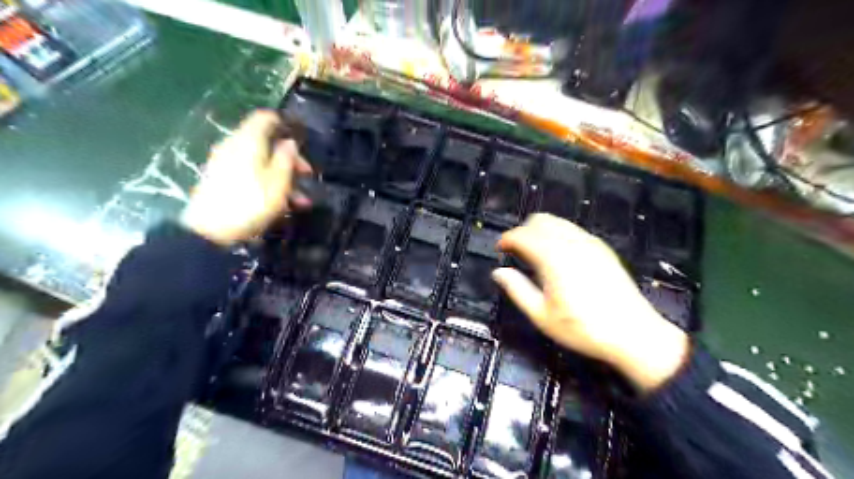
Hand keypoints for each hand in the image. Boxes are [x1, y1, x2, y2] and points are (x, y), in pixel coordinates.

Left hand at [180, 110, 313, 247]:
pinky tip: (282, 205)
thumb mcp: (279, 181)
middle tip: (307, 176)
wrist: (210, 231)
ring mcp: (226, 164)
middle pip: (265, 143)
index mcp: (248, 141)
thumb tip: (290, 142)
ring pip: (261, 162)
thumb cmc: (251, 202)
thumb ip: (287, 158)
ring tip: (300, 201)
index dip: (285, 125)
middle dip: (289, 159)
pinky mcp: (222, 180)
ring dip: (283, 177)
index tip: (302, 141)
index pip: (265, 118)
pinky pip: (250, 175)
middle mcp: (234, 146)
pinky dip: (268, 184)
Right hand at [494, 213, 684, 392]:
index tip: (499, 249)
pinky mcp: (602, 248)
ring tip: (535, 254)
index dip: (507, 239)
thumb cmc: (582, 328)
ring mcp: (590, 242)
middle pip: (540, 220)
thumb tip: (498, 272)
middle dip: (523, 231)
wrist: (633, 333)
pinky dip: (558, 235)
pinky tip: (558, 257)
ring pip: (558, 222)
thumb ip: (517, 289)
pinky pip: (573, 230)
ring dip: (541, 231)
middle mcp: (571, 242)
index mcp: (553, 257)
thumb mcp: (541, 315)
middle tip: (516, 252)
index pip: (523, 235)